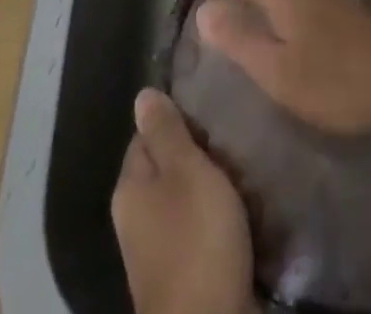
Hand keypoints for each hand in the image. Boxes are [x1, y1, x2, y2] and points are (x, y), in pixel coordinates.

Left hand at [111, 87, 255, 313]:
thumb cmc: (195, 239)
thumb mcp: (185, 170)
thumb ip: (165, 131)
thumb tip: (142, 95)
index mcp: (129, 187)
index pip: (147, 134)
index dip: (177, 121)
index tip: (209, 119)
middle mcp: (135, 217)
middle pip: (167, 167)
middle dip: (199, 156)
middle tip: (231, 148)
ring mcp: (156, 251)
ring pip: (185, 200)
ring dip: (211, 191)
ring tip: (241, 180)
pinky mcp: (182, 275)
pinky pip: (198, 232)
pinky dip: (217, 223)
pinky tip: (240, 219)